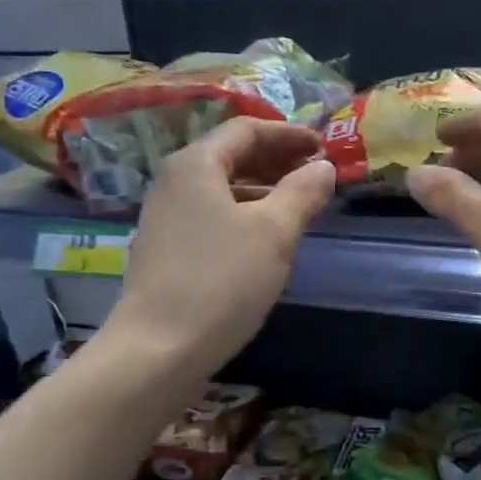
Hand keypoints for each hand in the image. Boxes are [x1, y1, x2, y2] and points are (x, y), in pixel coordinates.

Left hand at [110, 118, 335, 375]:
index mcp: (196, 164)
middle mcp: (173, 181)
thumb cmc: (221, 280)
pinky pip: (210, 213)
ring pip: (220, 187)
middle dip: (276, 159)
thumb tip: (323, 167)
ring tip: (298, 203)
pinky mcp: (165, 249)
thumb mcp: (274, 232)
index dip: (288, 134)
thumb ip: (302, 192)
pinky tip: (264, 237)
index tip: (323, 147)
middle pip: (230, 155)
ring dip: (261, 188)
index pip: (246, 130)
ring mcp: (164, 216)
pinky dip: (242, 212)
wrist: (158, 349)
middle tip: (315, 172)